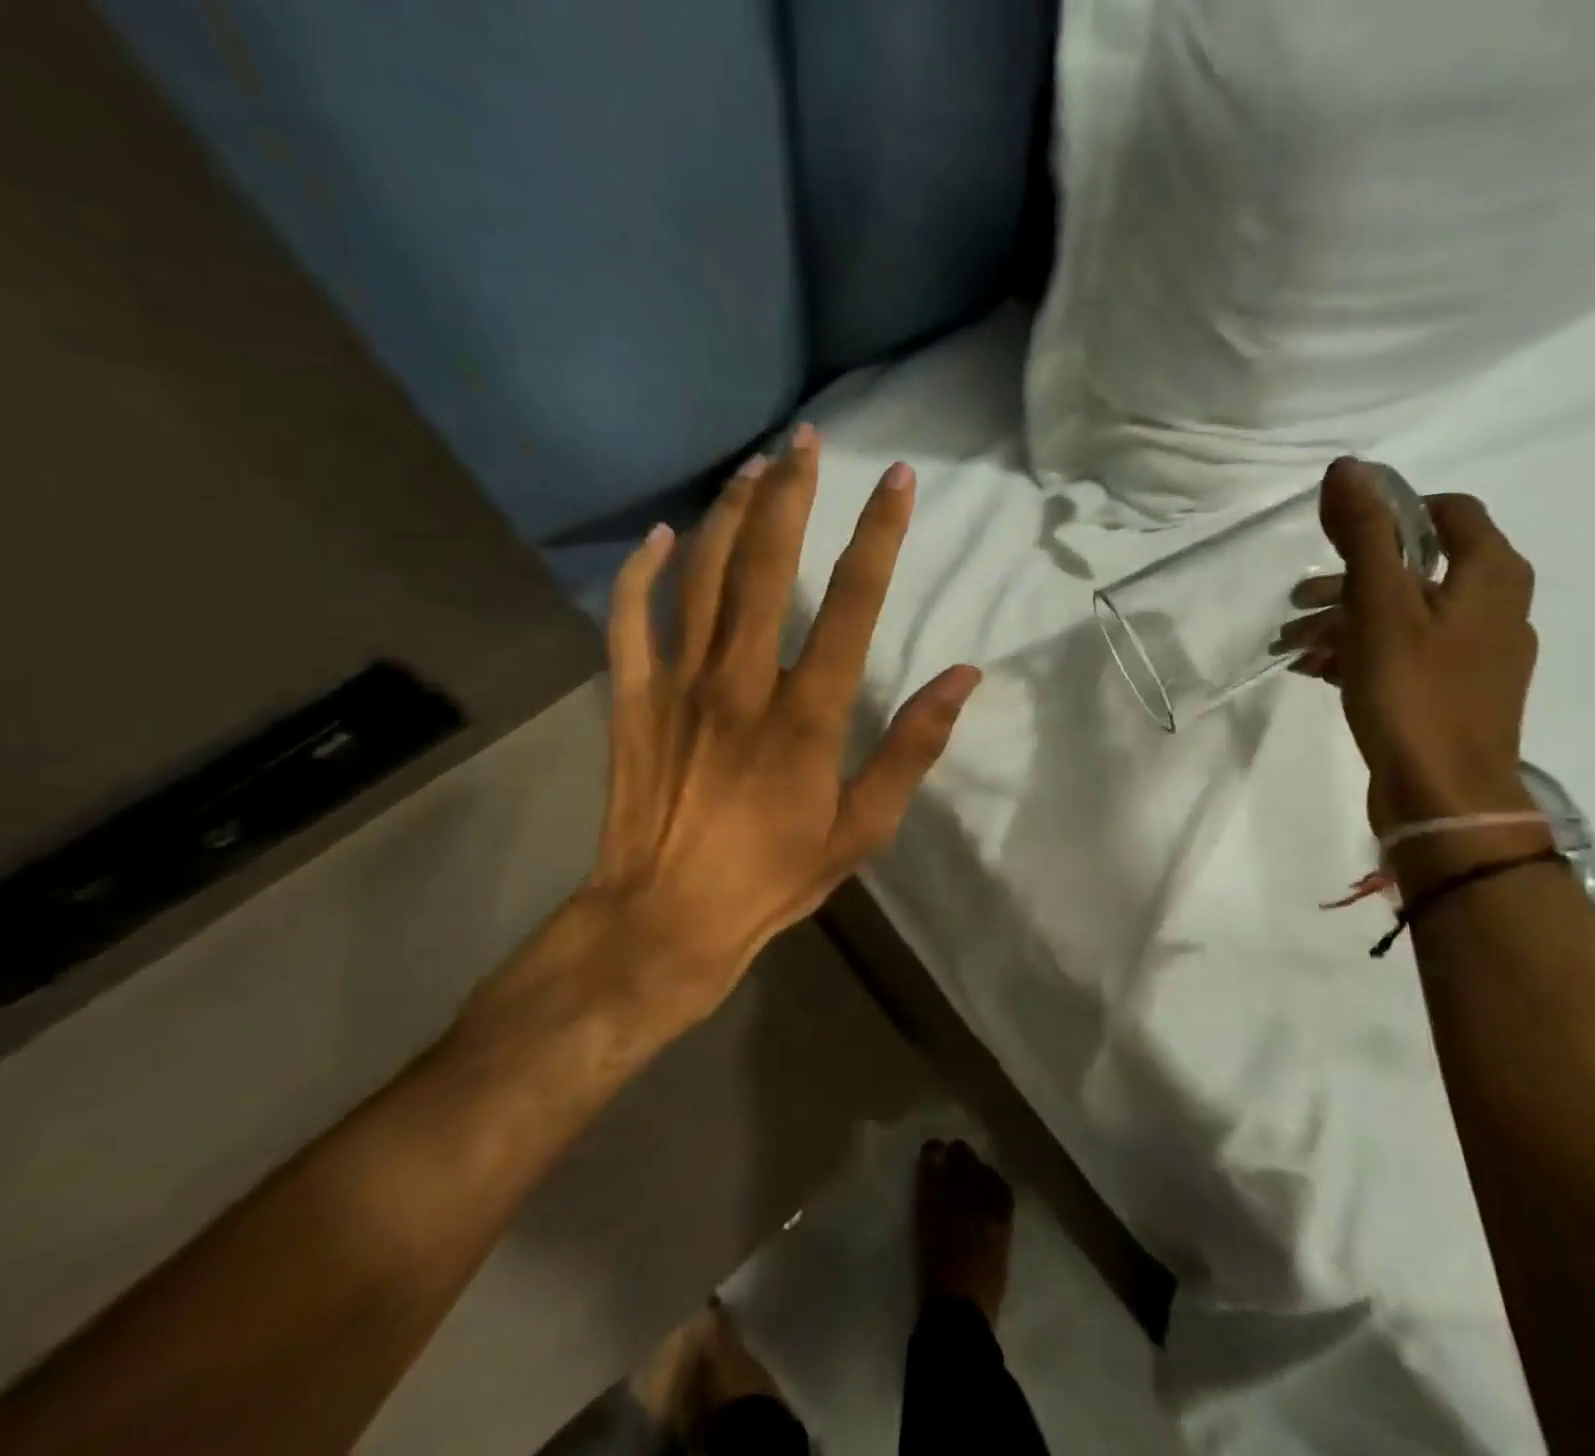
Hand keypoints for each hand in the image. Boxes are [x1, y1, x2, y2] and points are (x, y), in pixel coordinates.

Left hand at [571, 427, 979, 1035]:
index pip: (853, 603)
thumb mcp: (863, 828)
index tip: (898, 480)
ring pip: (702, 575)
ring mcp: (678, 684)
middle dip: (792, 493)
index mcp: (806, 714)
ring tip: (754, 466)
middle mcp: (741, 681)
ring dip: (730, 514)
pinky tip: (661, 536)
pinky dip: (643, 572)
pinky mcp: (632, 699)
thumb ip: (912, 747)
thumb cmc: (775, 876)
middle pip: (768, 565)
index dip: (879, 535)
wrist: (667, 918)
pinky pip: (631, 619)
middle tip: (808, 439)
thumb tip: (963, 677)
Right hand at [1312, 457, 1538, 834]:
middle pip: (1418, 567)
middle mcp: (1495, 606)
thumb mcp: (1382, 606)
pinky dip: (1359, 652)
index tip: (1336, 535)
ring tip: (1291, 642)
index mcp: (1492, 574)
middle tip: (1298, 599)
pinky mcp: (1452, 692)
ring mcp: (1475, 654)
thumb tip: (1347, 467)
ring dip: (1344, 620)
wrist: (1445, 796)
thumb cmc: (1414, 692)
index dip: (1391, 511)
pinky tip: (1314, 670)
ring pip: (1404, 614)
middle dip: (1349, 578)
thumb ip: (1366, 535)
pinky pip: (1402, 654)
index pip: (1448, 511)